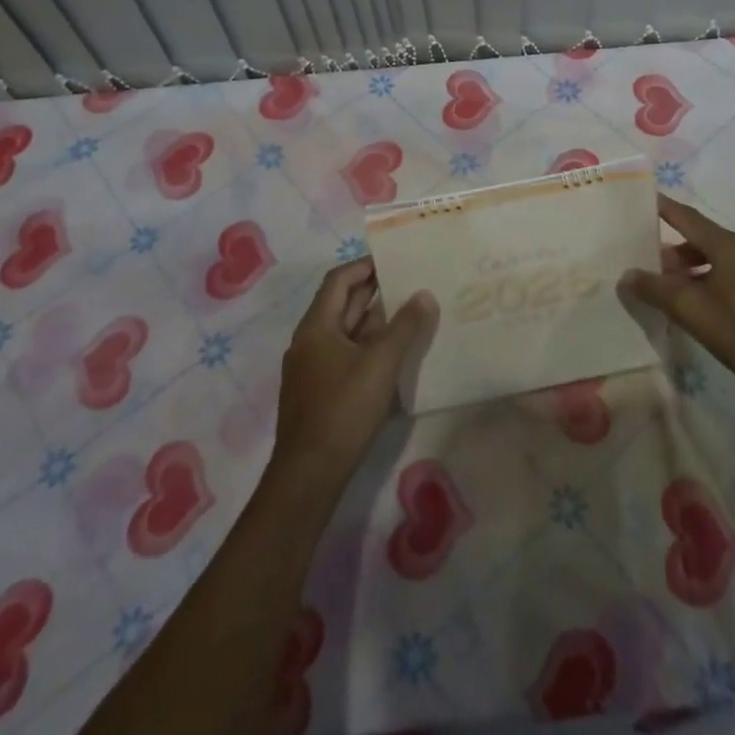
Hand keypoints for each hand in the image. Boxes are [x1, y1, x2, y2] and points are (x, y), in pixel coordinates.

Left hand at [269, 258, 435, 500]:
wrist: (309, 475)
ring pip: (346, 333)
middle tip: (411, 283)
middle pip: (342, 305)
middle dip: (375, 293)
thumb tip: (424, 294)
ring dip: (375, 323)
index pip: (339, 280)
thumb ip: (405, 327)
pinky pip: (346, 356)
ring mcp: (312, 369)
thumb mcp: (380, 364)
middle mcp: (309, 341)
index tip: (395, 260)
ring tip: (411, 315)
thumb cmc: (343, 410)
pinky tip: (394, 356)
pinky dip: (368, 348)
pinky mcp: (319, 392)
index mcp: (316, 326)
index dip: (365, 266)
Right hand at [625, 194, 734, 399]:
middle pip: (704, 238)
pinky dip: (713, 277)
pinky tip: (703, 301)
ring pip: (721, 258)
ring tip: (673, 285)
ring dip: (694, 266)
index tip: (645, 199)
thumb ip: (655, 289)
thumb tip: (627, 274)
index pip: (688, 217)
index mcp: (729, 246)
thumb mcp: (691, 311)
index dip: (665, 208)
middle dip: (676, 247)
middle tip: (651, 259)